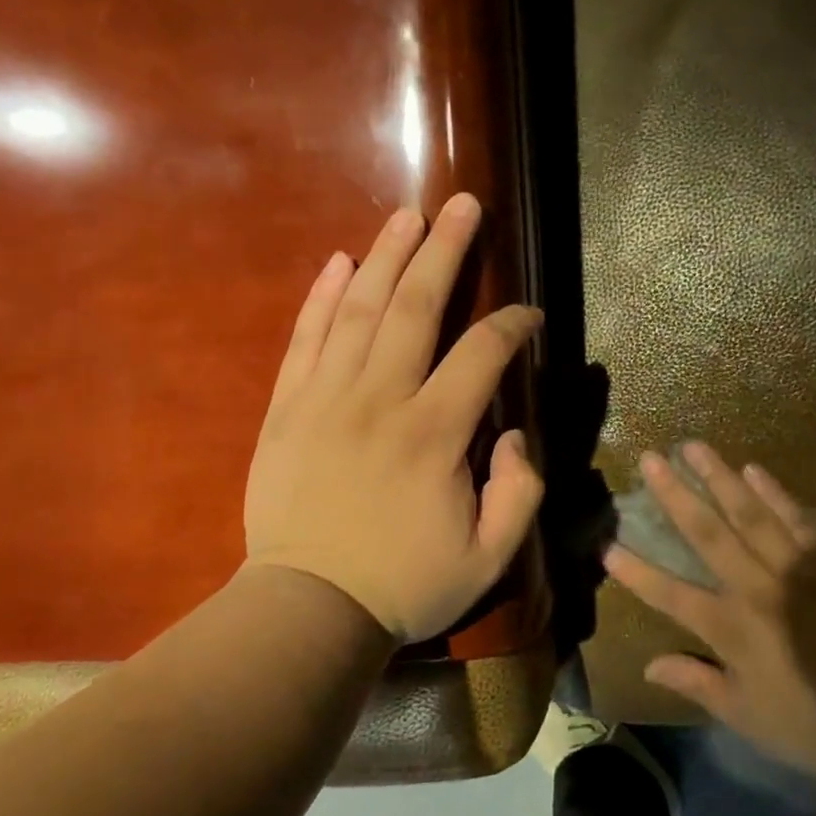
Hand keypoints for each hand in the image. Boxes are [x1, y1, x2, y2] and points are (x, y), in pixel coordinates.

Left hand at [241, 193, 544, 643]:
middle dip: (446, 251)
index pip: (482, 354)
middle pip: (416, 307)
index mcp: (434, 434)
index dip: (512, 325)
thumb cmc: (404, 585)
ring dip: (387, 256)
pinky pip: (305, 339)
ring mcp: (326, 399)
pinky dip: (321, 296)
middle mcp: (380, 400)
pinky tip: (339, 261)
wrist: (308, 611)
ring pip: (359, 309)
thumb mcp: (489, 558)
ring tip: (409, 216)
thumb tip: (512, 434)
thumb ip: (520, 492)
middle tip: (464, 205)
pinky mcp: (287, 409)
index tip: (528, 315)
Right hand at [604, 443, 815, 776]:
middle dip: (674, 495)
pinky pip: (797, 519)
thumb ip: (697, 684)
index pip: (669, 595)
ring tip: (695, 447)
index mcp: (729, 628)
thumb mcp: (746, 716)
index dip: (636, 572)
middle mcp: (754, 588)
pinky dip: (774, 493)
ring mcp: (794, 568)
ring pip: (749, 514)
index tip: (607, 546)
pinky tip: (754, 470)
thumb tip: (649, 666)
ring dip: (719, 478)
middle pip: (706, 534)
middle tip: (651, 459)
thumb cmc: (812, 722)